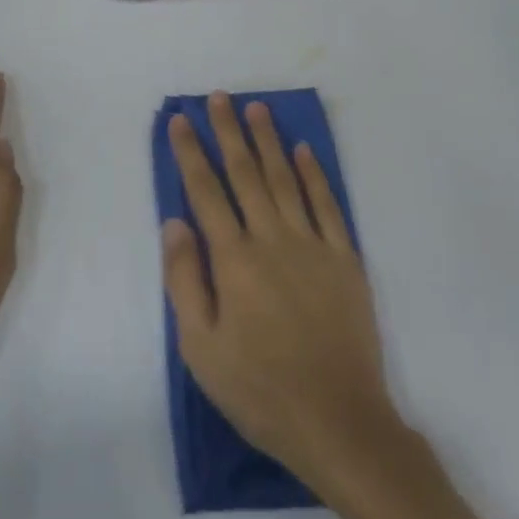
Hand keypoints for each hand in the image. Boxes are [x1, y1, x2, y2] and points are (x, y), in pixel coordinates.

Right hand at [162, 93, 399, 493]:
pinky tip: (304, 150)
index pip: (205, 191)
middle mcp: (271, 238)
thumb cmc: (259, 389)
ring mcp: (312, 245)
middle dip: (229, 131)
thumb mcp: (201, 348)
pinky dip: (314, 174)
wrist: (339, 421)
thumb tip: (174, 222)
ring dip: (268, 141)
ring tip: (257, 108)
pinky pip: (326, 204)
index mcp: (233, 259)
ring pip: (284, 179)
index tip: (181, 119)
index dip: (191, 152)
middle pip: (245, 173)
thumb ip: (185, 279)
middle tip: (219, 96)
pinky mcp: (344, 259)